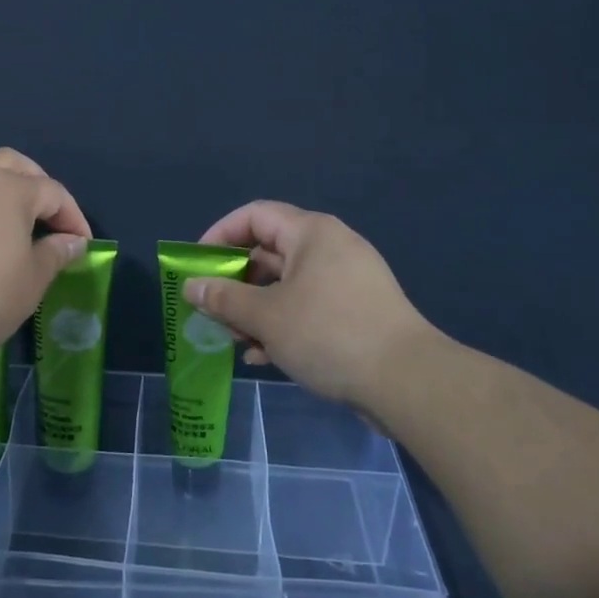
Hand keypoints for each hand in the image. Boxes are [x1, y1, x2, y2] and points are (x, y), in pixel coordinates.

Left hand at [0, 148, 91, 372]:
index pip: (53, 193)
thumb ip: (54, 255)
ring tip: (3, 207)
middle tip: (47, 215)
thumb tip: (72, 241)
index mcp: (12, 190)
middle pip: (13, 164)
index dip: (72, 217)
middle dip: (36, 183)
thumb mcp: (30, 283)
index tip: (81, 244)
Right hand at [186, 201, 441, 411]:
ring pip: (287, 284)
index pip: (254, 215)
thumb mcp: (265, 316)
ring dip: (255, 309)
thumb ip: (223, 298)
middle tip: (212, 310)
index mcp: (311, 233)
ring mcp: (347, 280)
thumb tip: (191, 287)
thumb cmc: (328, 334)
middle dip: (235, 282)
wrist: (407, 382)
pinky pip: (308, 306)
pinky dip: (282, 324)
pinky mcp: (357, 311)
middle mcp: (331, 247)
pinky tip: (263, 356)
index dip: (220, 235)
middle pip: (269, 252)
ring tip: (235, 339)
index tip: (197, 266)